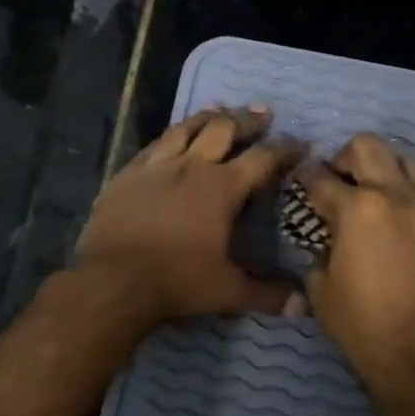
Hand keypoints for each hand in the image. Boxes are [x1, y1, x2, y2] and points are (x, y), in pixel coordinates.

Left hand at [72, 106, 304, 328]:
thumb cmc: (176, 282)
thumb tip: (302, 306)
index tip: (300, 144)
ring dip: (206, 117)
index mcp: (221, 189)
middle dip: (246, 120)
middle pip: (223, 130)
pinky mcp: (126, 174)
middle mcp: (191, 167)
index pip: (262, 159)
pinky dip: (170, 136)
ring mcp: (155, 166)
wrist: (113, 280)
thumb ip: (266, 294)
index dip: (284, 150)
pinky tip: (171, 138)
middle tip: (262, 113)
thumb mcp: (227, 292)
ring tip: (218, 109)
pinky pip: (153, 145)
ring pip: (185, 128)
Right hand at [298, 134, 414, 411]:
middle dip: (346, 157)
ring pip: (409, 163)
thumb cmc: (362, 326)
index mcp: (357, 209)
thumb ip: (321, 249)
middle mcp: (398, 198)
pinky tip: (403, 230)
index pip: (321, 177)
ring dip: (385, 172)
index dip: (304, 177)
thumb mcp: (321, 288)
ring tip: (376, 199)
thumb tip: (328, 237)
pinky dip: (412, 202)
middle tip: (340, 183)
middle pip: (369, 146)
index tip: (301, 182)